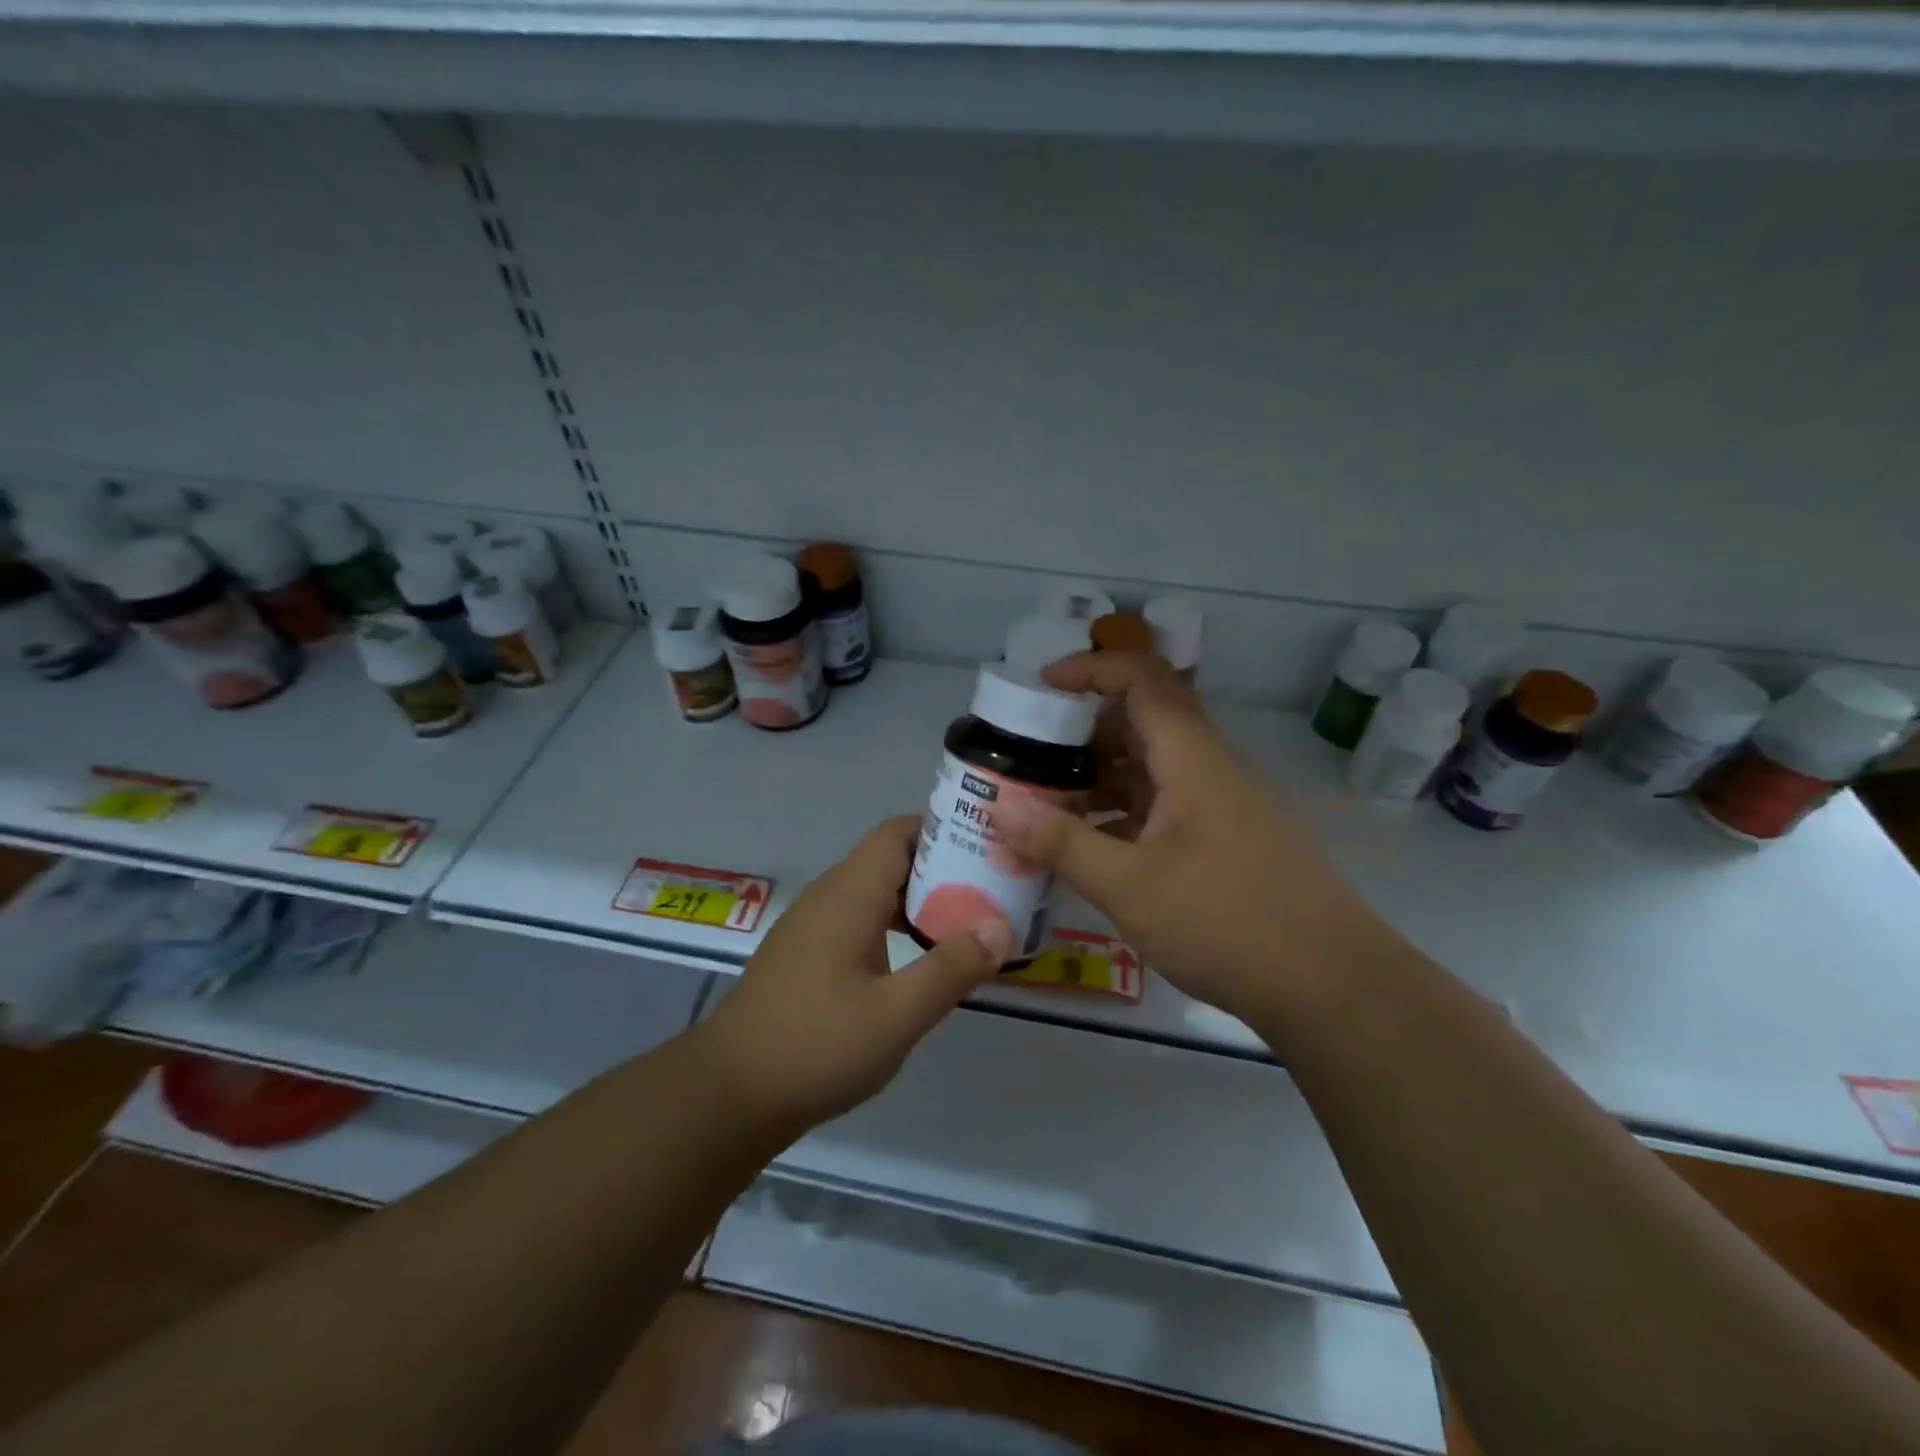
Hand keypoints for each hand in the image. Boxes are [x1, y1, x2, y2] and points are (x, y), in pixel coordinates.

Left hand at [702, 817, 1012, 1132]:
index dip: (944, 832)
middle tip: (989, 893)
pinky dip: (894, 924)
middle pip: (891, 858)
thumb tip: (1000, 927)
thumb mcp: (896, 1015)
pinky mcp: (806, 952)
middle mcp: (830, 895)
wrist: (729, 1092)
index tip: (987, 852)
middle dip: (942, 869)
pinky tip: (917, 961)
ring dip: (919, 901)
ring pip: (875, 890)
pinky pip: (859, 917)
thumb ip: (950, 968)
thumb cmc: (816, 1046)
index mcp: (850, 894)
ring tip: (964, 925)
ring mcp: (813, 924)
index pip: (899, 832)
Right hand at [996, 652, 1387, 1026]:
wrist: (1333, 988)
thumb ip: (1062, 844)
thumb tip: (1000, 807)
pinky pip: (1165, 807)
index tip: (1040, 686)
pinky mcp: (1228, 842)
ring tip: (1047, 806)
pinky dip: (1123, 814)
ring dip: (1100, 779)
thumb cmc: (1230, 924)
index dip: (1090, 669)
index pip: (1142, 679)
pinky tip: (1091, 850)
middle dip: (1082, 733)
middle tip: (1030, 758)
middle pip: (1143, 722)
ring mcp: (1223, 807)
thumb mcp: (1131, 886)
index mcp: (1193, 759)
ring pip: (1152, 769)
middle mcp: (1211, 770)